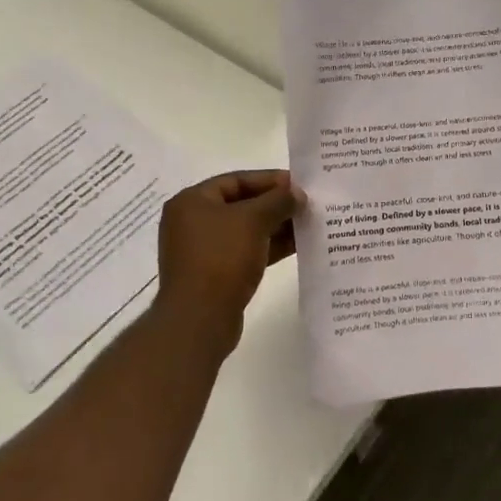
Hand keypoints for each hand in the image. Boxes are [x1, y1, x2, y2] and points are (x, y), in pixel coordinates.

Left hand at [155, 170, 299, 352]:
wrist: (199, 320)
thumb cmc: (222, 259)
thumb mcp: (253, 220)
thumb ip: (278, 201)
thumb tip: (297, 193)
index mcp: (192, 202)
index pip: (236, 180)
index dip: (269, 180)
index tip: (299, 184)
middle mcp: (193, 222)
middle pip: (242, 204)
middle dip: (275, 204)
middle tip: (307, 204)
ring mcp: (203, 250)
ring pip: (246, 230)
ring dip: (276, 226)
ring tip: (308, 224)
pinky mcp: (214, 274)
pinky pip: (246, 251)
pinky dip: (269, 246)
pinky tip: (297, 245)